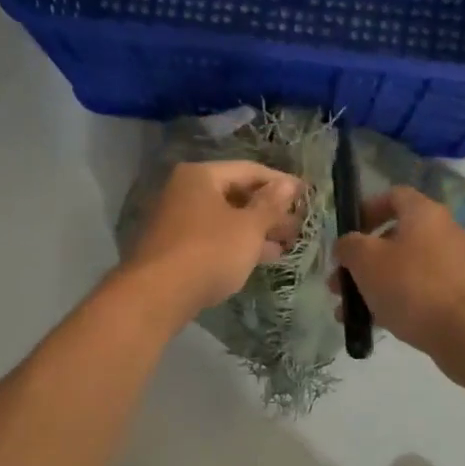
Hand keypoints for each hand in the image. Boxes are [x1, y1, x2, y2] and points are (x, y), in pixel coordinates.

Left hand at [123, 161, 304, 319]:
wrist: (157, 295)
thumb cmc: (209, 252)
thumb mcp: (248, 227)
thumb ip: (271, 205)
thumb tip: (288, 183)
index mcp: (200, 176)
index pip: (249, 170)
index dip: (280, 182)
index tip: (306, 195)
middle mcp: (184, 191)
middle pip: (235, 194)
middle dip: (269, 210)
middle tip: (298, 226)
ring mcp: (176, 220)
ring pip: (225, 219)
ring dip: (256, 230)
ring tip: (287, 244)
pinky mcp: (174, 248)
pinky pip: (214, 237)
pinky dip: (237, 244)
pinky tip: (260, 258)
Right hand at [333, 186, 464, 365]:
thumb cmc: (411, 285)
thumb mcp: (366, 260)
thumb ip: (349, 246)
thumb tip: (347, 245)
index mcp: (424, 213)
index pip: (393, 196)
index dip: (366, 209)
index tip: (347, 233)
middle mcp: (444, 232)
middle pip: (395, 236)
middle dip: (362, 259)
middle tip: (339, 281)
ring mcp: (455, 264)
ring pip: (404, 267)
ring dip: (374, 284)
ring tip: (349, 310)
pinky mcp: (459, 294)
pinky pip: (420, 290)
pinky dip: (396, 300)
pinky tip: (374, 323)